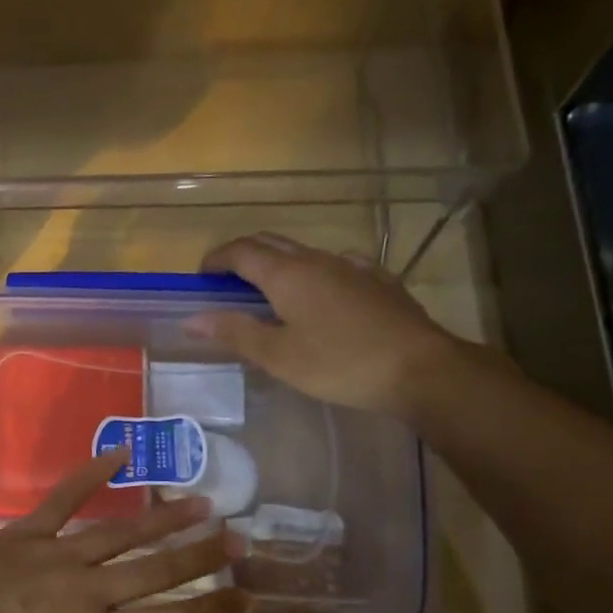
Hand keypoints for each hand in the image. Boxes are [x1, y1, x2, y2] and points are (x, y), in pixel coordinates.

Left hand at [0, 452, 247, 612]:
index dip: (213, 612)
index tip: (245, 597)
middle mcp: (85, 590)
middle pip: (156, 570)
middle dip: (202, 555)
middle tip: (239, 538)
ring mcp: (55, 554)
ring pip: (121, 532)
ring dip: (164, 517)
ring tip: (201, 502)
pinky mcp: (25, 532)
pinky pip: (64, 497)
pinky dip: (92, 473)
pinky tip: (122, 453)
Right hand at [189, 233, 467, 417]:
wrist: (420, 368)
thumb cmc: (339, 364)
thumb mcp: (277, 356)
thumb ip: (234, 332)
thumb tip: (192, 318)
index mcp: (287, 274)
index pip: (241, 251)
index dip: (216, 258)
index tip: (201, 276)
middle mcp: (317, 260)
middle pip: (271, 243)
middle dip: (243, 255)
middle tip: (227, 281)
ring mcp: (352, 266)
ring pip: (304, 253)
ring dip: (278, 264)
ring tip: (270, 292)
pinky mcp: (379, 280)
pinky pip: (337, 265)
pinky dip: (314, 273)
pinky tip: (323, 294)